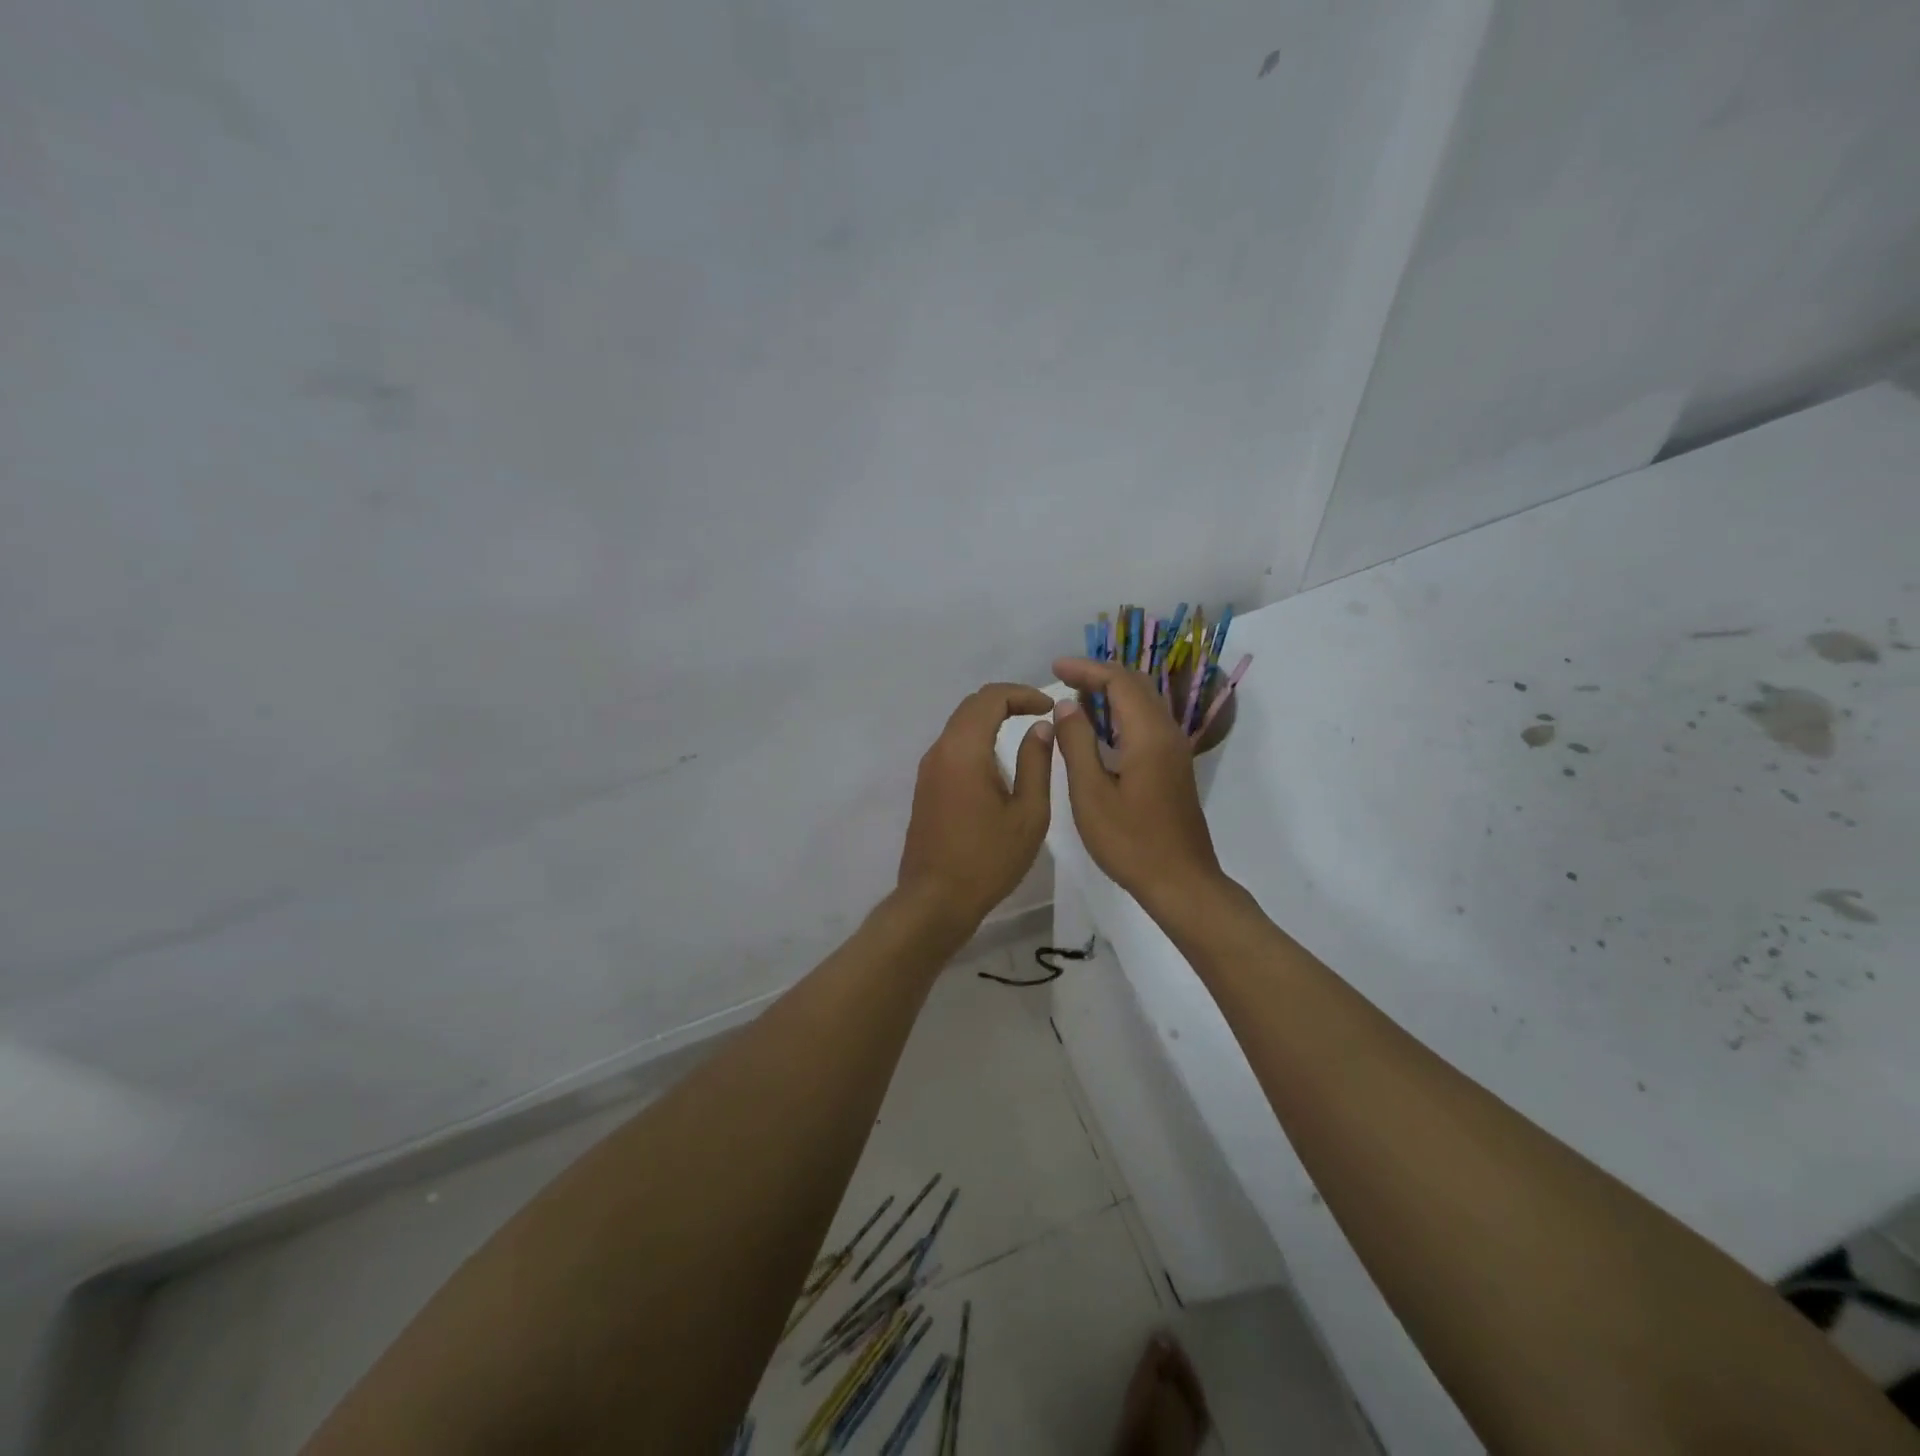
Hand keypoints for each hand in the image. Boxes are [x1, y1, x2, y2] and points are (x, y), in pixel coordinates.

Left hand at [897, 683, 1056, 928]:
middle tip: (1040, 713)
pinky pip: (953, 747)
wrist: (935, 899)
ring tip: (1025, 733)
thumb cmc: (988, 860)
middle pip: (971, 706)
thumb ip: (1036, 763)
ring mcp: (928, 769)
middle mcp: (940, 751)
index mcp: (964, 750)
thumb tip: (1041, 728)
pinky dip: (977, 739)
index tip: (1049, 706)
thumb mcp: (1028, 814)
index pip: (990, 698)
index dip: (1022, 694)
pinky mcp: (926, 786)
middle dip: (1007, 701)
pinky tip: (999, 761)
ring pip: (960, 725)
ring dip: (991, 720)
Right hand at [1050, 658, 1223, 912]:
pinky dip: (1121, 713)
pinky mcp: (1173, 767)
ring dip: (1111, 693)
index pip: (1119, 681)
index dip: (1086, 669)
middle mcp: (1167, 733)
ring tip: (1076, 698)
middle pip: (1136, 685)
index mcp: (1148, 735)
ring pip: (1144, 703)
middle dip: (1099, 675)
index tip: (1055, 668)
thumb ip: (1077, 744)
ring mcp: (1174, 751)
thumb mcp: (1091, 794)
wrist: (1181, 881)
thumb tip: (1068, 706)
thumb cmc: (1130, 841)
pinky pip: (1147, 723)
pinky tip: (1099, 730)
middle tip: (1063, 678)